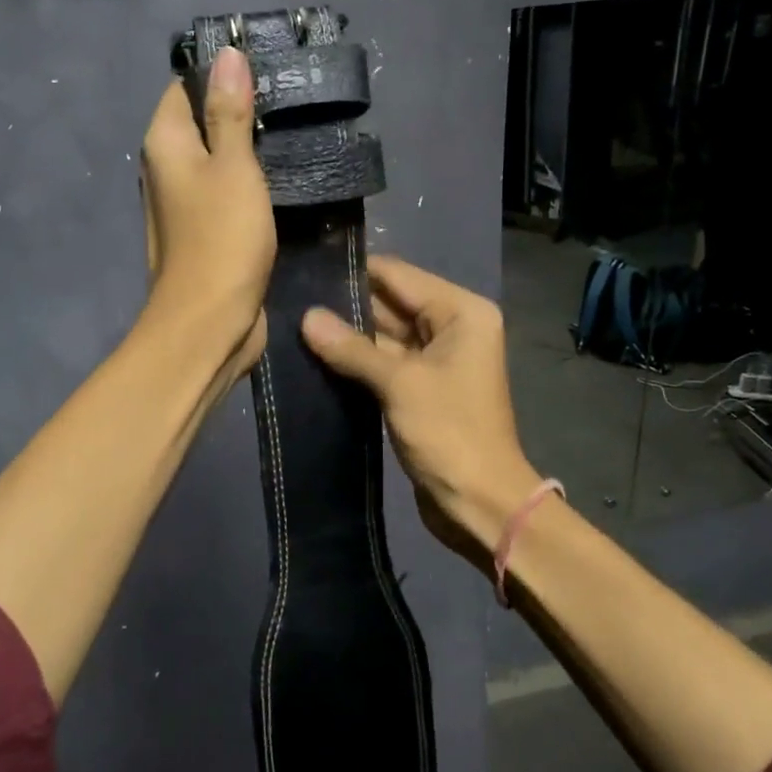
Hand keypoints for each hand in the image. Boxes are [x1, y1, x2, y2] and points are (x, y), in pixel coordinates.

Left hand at [140, 49, 274, 389]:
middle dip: (241, 109)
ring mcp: (185, 203)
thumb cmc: (221, 239)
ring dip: (250, 148)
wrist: (210, 322)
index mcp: (165, 143)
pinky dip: (251, 182)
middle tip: (292, 97)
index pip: (185, 86)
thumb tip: (226, 54)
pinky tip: (284, 174)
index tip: (268, 65)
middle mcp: (167, 168)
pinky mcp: (207, 231)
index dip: (221, 73)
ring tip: (296, 128)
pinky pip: (228, 192)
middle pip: (203, 121)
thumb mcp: (233, 167)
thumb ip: (230, 112)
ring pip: (219, 159)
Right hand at [301, 256, 542, 569]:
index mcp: (461, 312)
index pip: (399, 276)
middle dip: (346, 306)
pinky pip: (385, 363)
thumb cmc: (450, 433)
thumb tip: (306, 317)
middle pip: (391, 304)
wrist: (480, 502)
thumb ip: (352, 348)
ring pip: (385, 335)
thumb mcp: (400, 384)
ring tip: (295, 324)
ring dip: (347, 336)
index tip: (307, 269)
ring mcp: (437, 360)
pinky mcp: (421, 388)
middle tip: (292, 299)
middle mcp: (452, 327)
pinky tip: (316, 355)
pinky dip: (357, 362)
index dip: (355, 272)